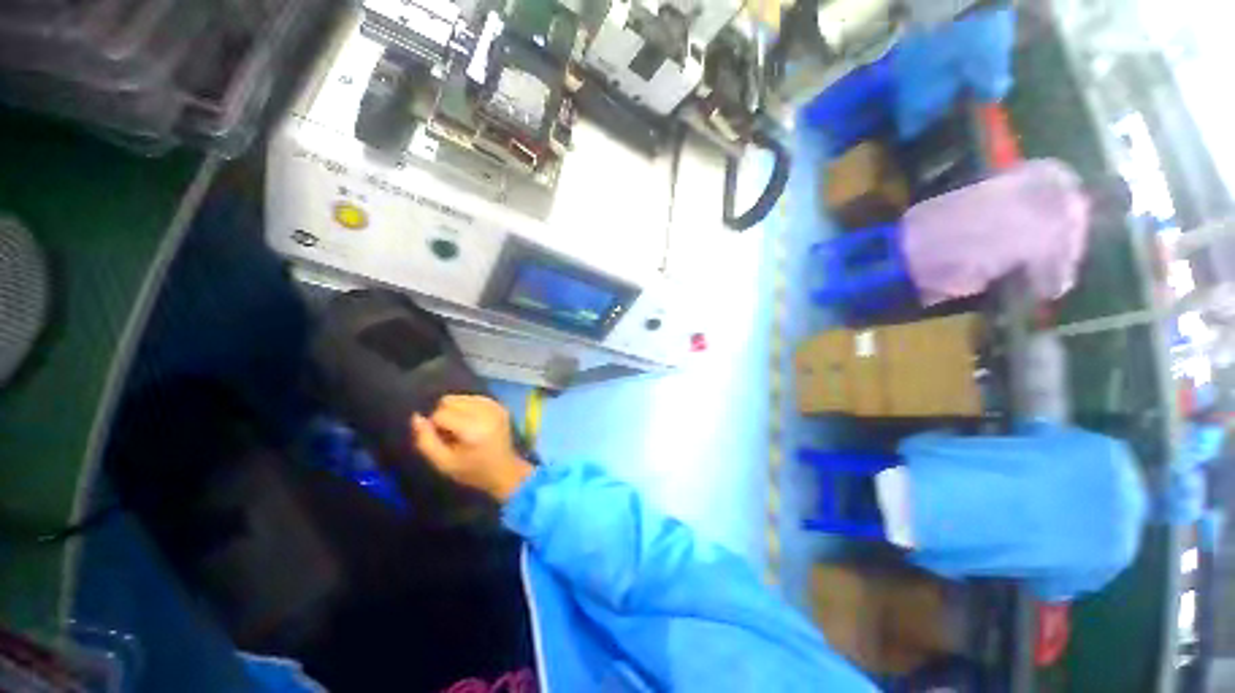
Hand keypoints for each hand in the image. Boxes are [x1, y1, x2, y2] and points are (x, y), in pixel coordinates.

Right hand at [411, 395, 532, 501]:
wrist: (504, 470)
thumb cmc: (472, 470)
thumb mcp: (443, 463)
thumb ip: (425, 441)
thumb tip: (416, 417)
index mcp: (473, 429)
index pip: (440, 414)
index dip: (435, 427)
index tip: (443, 440)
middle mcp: (486, 413)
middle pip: (450, 401)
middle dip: (444, 414)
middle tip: (451, 433)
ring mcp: (495, 407)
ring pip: (461, 397)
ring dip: (455, 409)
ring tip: (462, 428)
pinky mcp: (500, 405)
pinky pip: (473, 397)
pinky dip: (467, 406)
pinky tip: (471, 422)